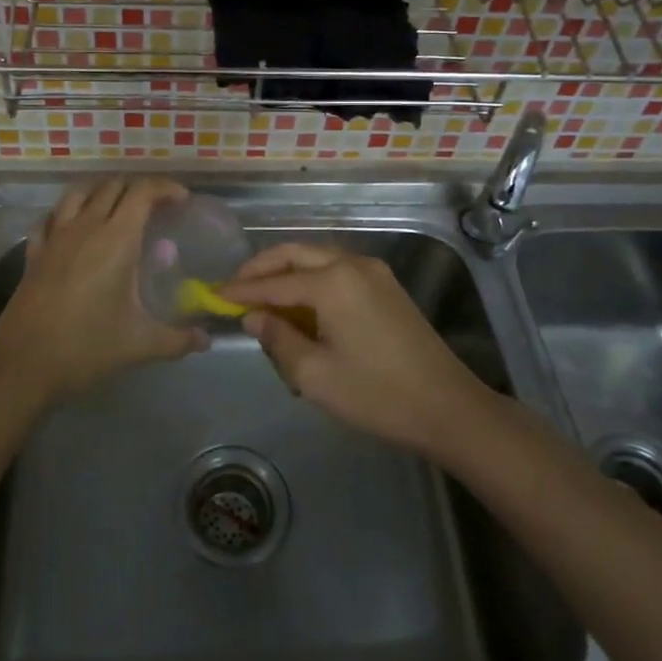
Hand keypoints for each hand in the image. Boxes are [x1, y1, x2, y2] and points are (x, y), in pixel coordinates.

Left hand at [0, 177, 205, 401]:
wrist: (22, 364)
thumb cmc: (85, 347)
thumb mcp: (139, 344)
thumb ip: (177, 339)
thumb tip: (206, 340)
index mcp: (116, 239)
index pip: (143, 192)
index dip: (165, 188)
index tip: (182, 200)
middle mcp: (85, 227)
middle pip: (112, 186)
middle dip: (137, 188)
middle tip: (156, 207)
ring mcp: (55, 237)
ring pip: (79, 193)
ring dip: (102, 191)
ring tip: (117, 207)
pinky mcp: (35, 252)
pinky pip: (51, 217)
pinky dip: (67, 212)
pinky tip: (73, 227)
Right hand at [221, 242, 488, 456]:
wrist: (448, 407)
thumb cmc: (376, 394)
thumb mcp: (315, 375)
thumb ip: (278, 339)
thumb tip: (254, 317)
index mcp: (332, 282)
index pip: (274, 282)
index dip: (241, 290)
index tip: (213, 296)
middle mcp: (352, 264)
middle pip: (295, 253)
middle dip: (262, 269)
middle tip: (235, 289)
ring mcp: (374, 272)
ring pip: (317, 258)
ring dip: (287, 272)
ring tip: (263, 299)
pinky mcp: (387, 286)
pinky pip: (338, 271)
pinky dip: (312, 279)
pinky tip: (301, 305)